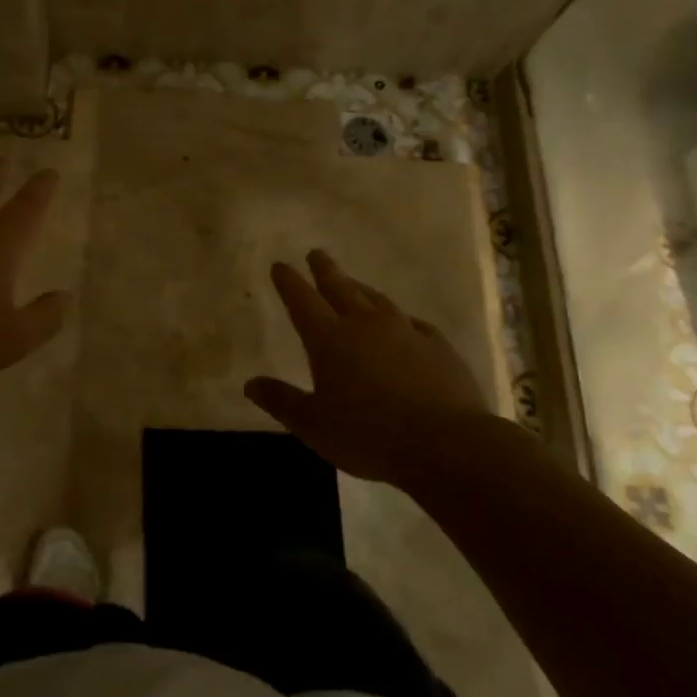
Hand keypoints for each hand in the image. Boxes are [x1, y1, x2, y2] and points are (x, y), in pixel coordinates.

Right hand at [244, 250, 492, 481]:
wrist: (446, 444)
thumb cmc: (369, 435)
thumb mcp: (312, 425)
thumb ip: (281, 401)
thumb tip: (250, 384)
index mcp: (329, 339)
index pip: (302, 301)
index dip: (289, 282)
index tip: (280, 265)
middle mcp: (364, 325)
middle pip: (340, 288)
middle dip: (325, 270)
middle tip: (316, 253)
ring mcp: (405, 332)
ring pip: (377, 300)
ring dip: (360, 288)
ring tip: (352, 282)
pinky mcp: (438, 347)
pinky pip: (413, 323)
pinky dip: (401, 317)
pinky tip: (403, 321)